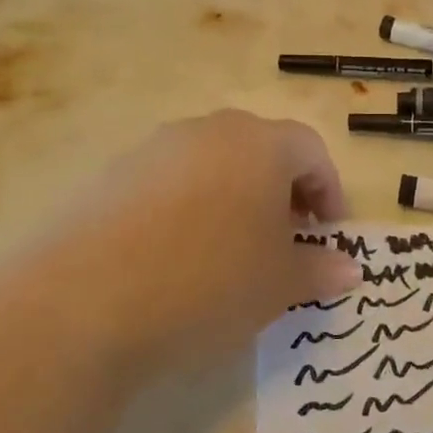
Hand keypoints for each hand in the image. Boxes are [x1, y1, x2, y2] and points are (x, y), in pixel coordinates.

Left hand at [0, 112, 361, 381]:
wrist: (84, 301)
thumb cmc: (209, 281)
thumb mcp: (279, 284)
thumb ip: (319, 269)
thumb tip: (348, 268)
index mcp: (259, 143)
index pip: (311, 150)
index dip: (329, 190)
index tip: (330, 234)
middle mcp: (207, 131)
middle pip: (260, 150)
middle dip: (283, 194)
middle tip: (287, 242)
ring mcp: (153, 150)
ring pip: (213, 165)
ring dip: (235, 200)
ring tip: (232, 252)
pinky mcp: (110, 177)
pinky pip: (168, 184)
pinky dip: (189, 209)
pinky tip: (177, 257)